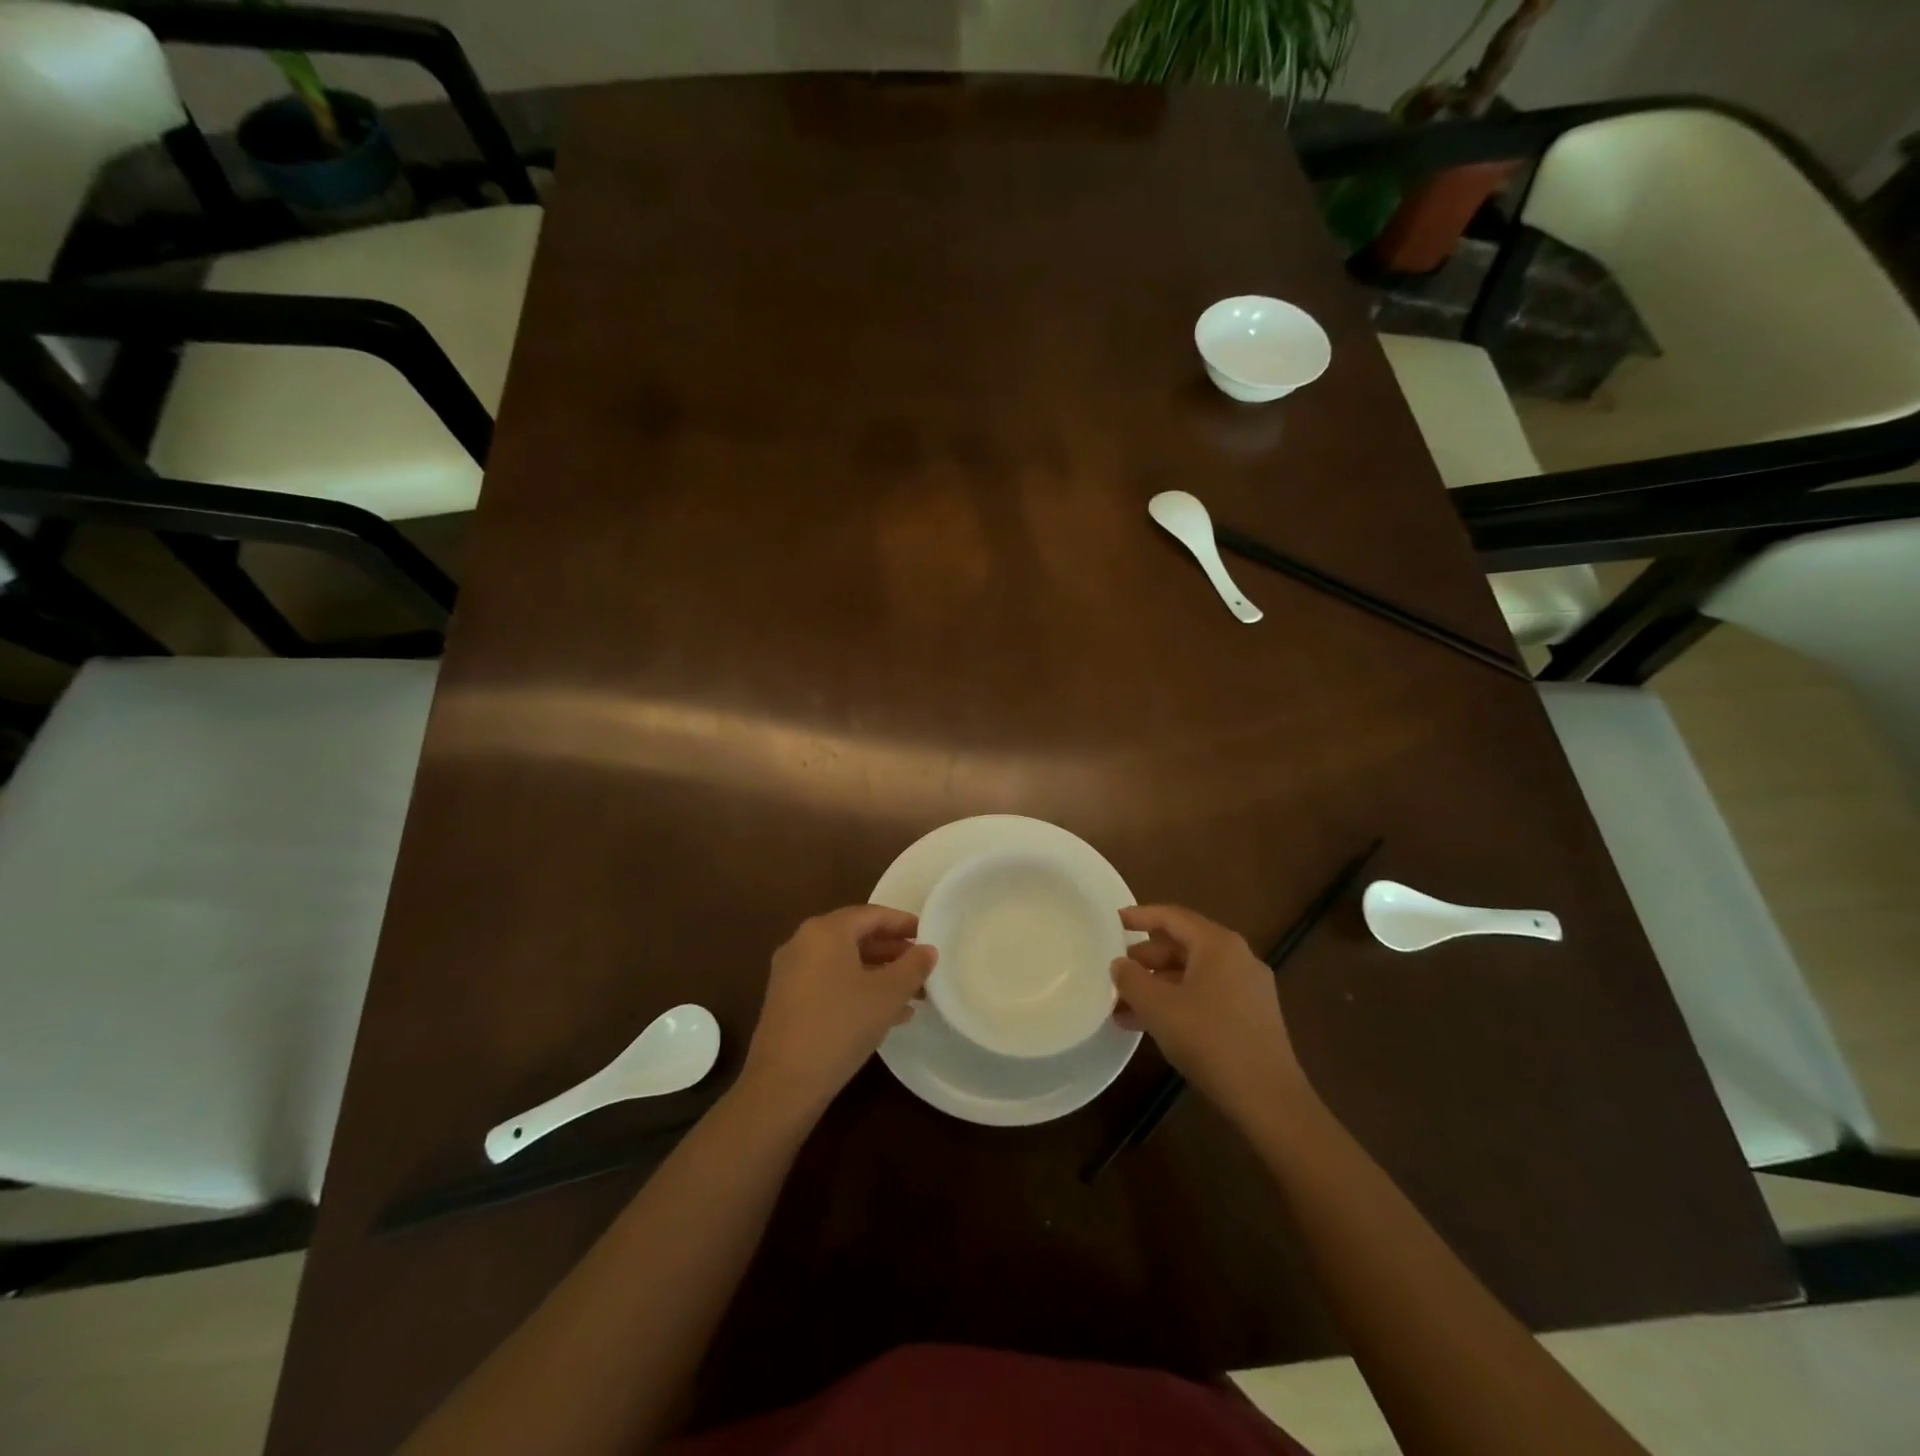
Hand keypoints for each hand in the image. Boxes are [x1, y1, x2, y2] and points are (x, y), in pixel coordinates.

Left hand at [743, 905, 936, 1112]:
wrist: (783, 1083)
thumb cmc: (841, 1025)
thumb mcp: (888, 994)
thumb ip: (913, 966)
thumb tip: (928, 950)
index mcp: (826, 931)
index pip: (872, 914)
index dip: (904, 923)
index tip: (929, 935)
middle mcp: (804, 942)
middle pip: (857, 937)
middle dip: (893, 951)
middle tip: (923, 966)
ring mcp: (791, 972)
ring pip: (845, 962)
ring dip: (879, 974)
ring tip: (913, 994)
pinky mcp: (787, 1001)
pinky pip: (830, 982)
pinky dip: (858, 989)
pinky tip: (887, 1014)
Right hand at [1111, 905, 1315, 1129]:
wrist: (1268, 1099)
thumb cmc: (1209, 1040)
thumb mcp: (1158, 1007)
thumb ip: (1131, 979)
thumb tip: (1119, 965)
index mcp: (1218, 944)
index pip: (1173, 917)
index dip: (1140, 916)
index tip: (1113, 921)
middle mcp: (1237, 957)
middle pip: (1183, 945)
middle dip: (1146, 960)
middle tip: (1116, 974)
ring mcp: (1248, 988)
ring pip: (1192, 975)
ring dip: (1157, 986)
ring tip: (1123, 1008)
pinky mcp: (1252, 1016)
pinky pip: (1206, 995)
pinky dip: (1177, 1002)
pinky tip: (1151, 1027)